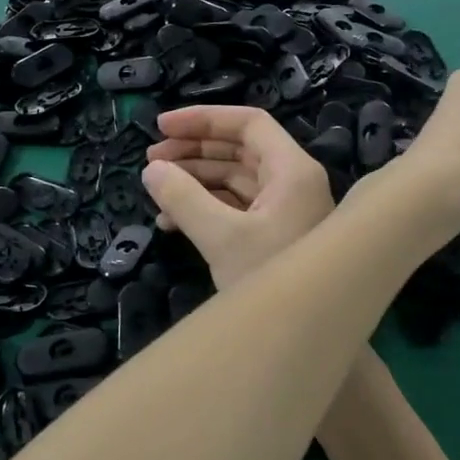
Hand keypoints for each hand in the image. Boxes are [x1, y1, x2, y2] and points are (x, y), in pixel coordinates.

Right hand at [141, 106, 334, 288]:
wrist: (308, 339)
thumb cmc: (271, 280)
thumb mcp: (222, 238)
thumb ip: (183, 198)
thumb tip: (151, 170)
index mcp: (292, 170)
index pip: (249, 124)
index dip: (203, 119)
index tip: (162, 126)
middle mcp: (292, 181)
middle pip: (240, 149)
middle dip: (193, 150)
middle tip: (151, 158)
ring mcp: (285, 208)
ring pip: (235, 178)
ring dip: (195, 180)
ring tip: (155, 188)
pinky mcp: (275, 232)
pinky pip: (237, 206)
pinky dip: (205, 207)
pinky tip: (170, 221)